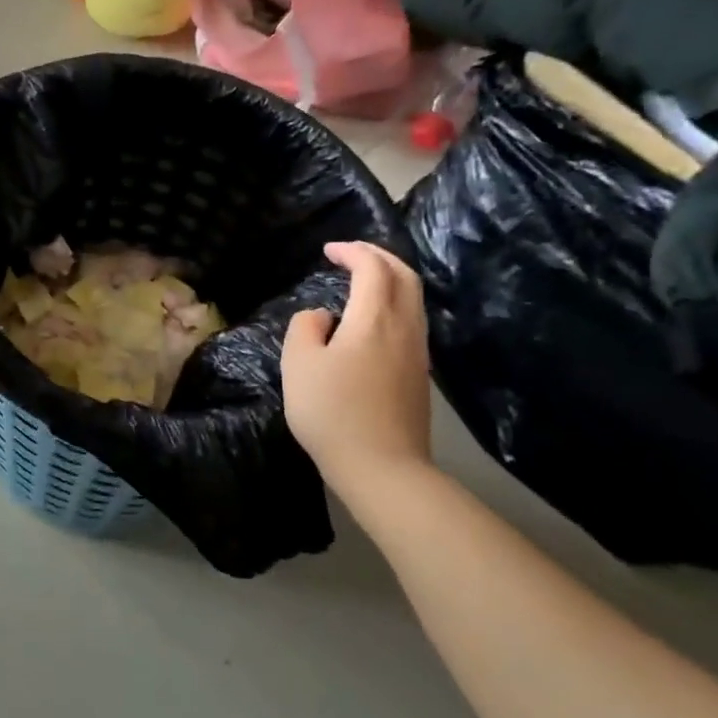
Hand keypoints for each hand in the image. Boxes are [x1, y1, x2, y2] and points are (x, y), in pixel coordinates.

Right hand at [281, 241, 432, 495]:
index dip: (353, 251)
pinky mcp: (419, 375)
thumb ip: (305, 327)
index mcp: (374, 319)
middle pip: (404, 276)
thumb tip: (323, 318)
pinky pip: (411, 321)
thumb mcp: (298, 364)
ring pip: (413, 300)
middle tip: (351, 253)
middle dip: (379, 257)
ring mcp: (417, 353)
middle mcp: (404, 328)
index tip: (328, 250)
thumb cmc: (332, 412)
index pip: (373, 268)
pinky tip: (372, 319)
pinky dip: (393, 303)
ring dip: (390, 280)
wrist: (382, 468)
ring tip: (363, 280)